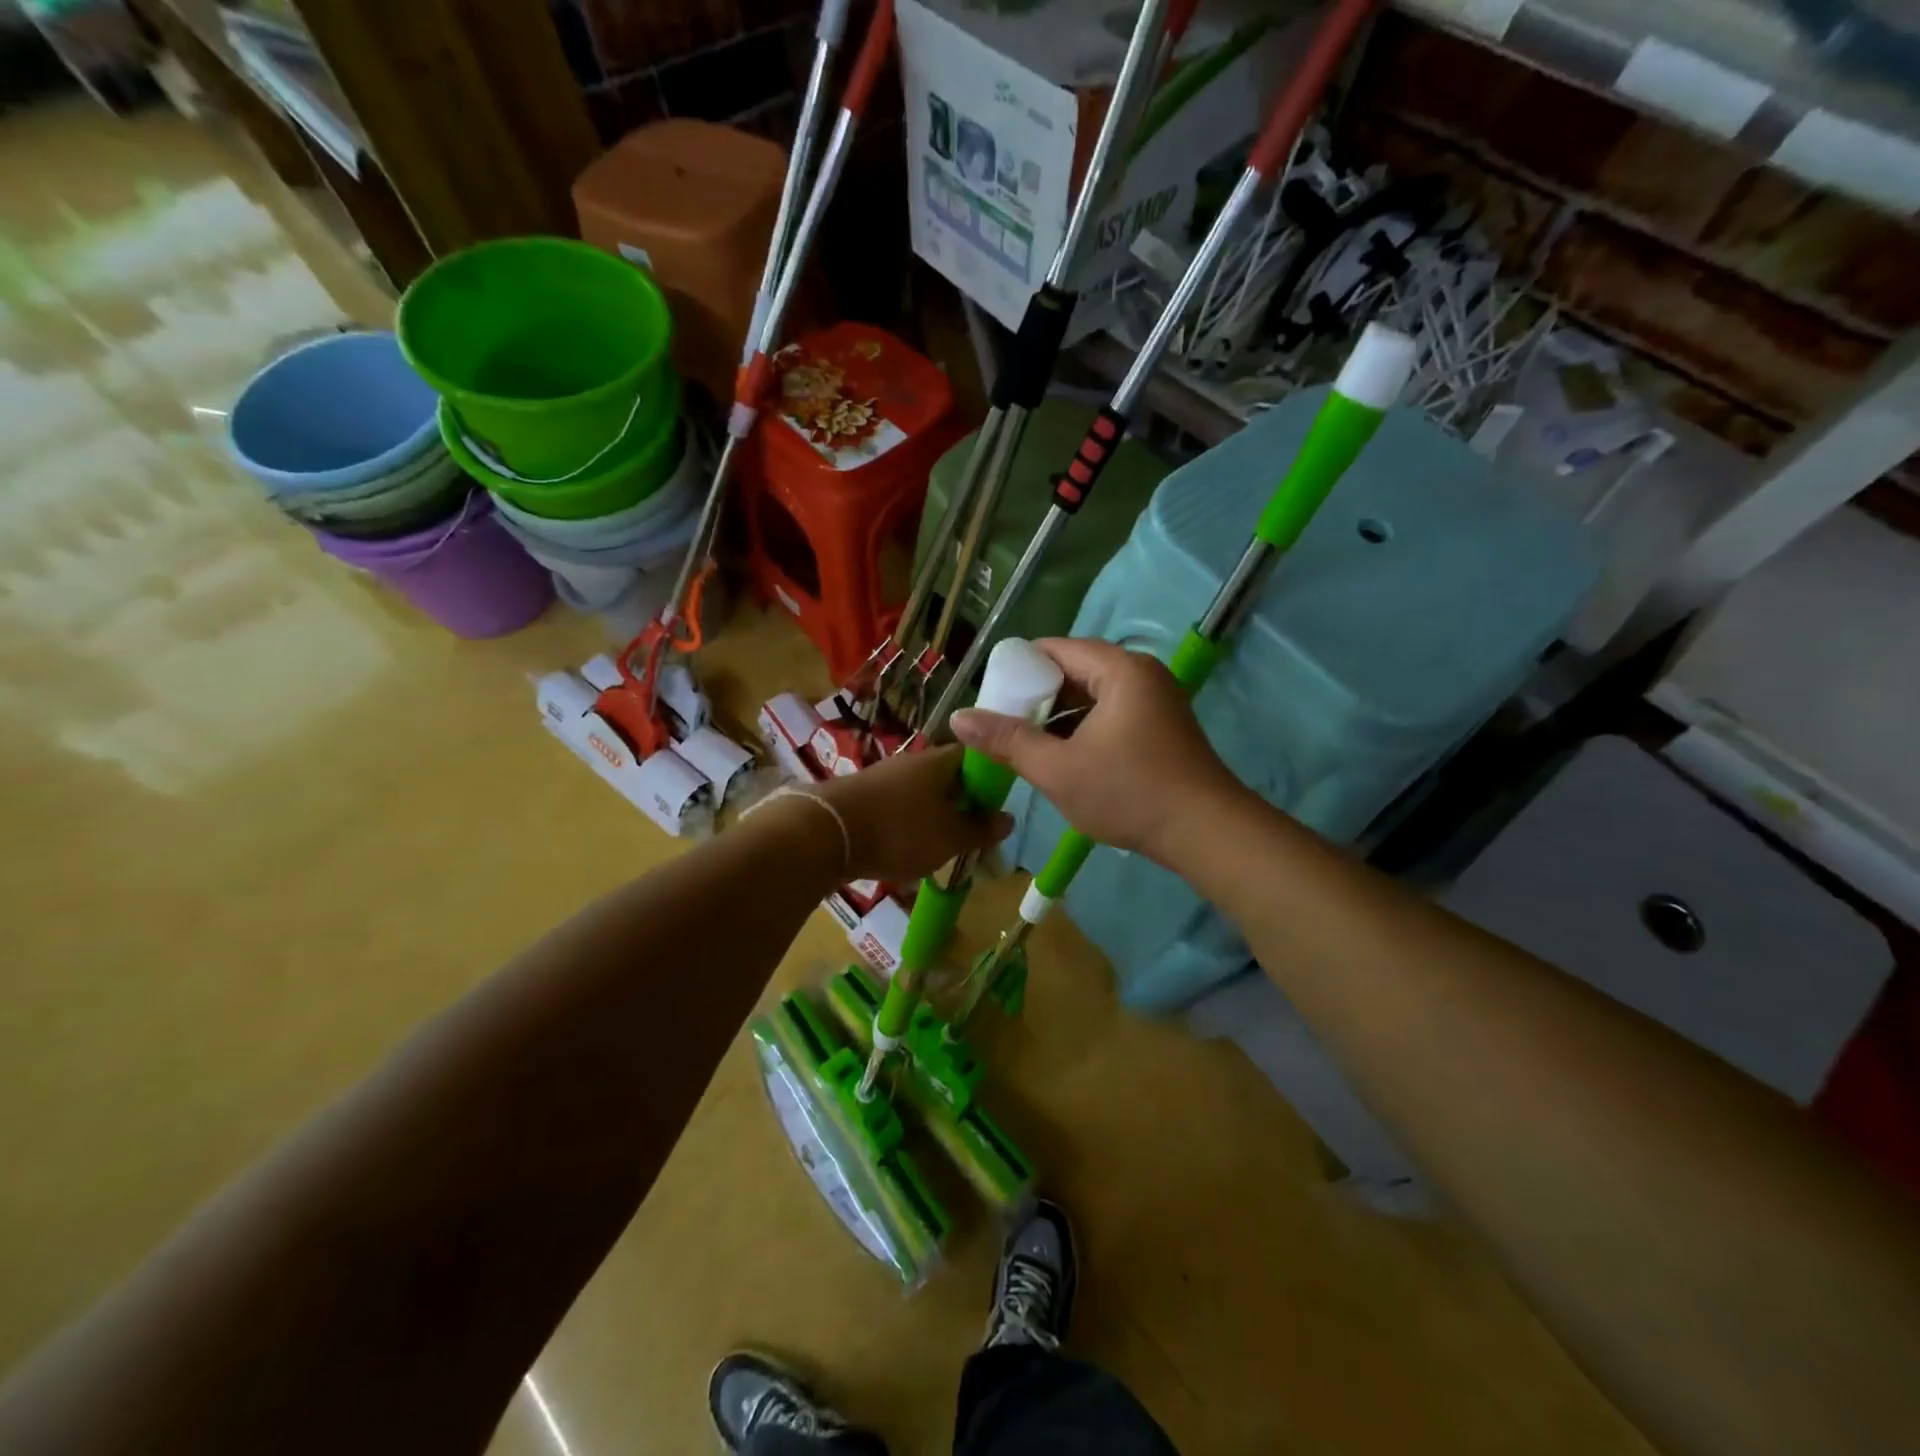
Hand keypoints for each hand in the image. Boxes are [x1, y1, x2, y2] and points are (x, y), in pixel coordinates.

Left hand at [811, 743, 1012, 882]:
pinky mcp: (861, 797)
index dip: (991, 779)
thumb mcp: (950, 838)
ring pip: (921, 794)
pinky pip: (897, 807)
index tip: (998, 807)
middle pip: (948, 777)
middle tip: (973, 834)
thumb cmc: (899, 830)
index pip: (976, 757)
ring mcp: (884, 777)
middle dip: (962, 803)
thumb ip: (980, 829)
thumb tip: (1008, 818)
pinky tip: (908, 849)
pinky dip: (907, 825)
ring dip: (934, 817)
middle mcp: (912, 762)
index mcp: (940, 761)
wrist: (825, 833)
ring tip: (943, 847)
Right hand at [949, 637, 1244, 860]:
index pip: (1055, 649)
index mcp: (1119, 669)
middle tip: (1003, 724)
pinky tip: (1063, 757)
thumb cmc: (1129, 792)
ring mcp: (1156, 700)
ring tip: (1026, 744)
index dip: (1018, 669)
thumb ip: (1007, 740)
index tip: (991, 698)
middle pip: (1075, 670)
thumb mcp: (1058, 769)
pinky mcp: (1162, 727)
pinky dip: (1083, 729)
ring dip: (1059, 717)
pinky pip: (1111, 714)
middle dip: (1037, 696)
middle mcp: (1141, 674)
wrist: (1206, 832)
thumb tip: (958, 718)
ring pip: (1093, 696)